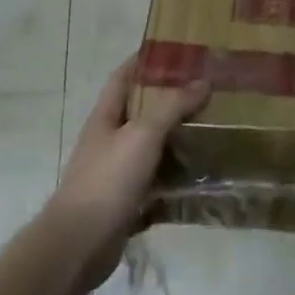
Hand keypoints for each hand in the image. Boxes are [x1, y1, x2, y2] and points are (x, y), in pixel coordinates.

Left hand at [47, 56, 208, 294]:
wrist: (80, 244)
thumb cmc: (107, 180)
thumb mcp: (141, 135)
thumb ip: (171, 107)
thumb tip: (202, 81)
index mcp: (106, 117)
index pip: (123, 76)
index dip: (145, 60)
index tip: (177, 50)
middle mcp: (110, 140)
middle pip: (142, 111)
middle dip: (171, 98)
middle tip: (208, 89)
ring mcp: (118, 172)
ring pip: (153, 147)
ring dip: (179, 138)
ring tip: (214, 127)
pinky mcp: (129, 201)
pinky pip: (159, 181)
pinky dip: (178, 176)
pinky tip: (204, 174)